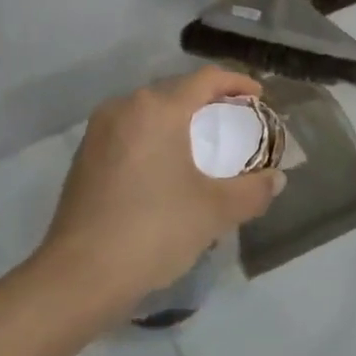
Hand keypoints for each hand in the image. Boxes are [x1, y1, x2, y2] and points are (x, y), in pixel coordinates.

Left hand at [37, 67, 284, 316]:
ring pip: (149, 111)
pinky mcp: (84, 156)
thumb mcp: (214, 212)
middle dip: (208, 101)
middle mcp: (125, 107)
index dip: (237, 82)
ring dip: (178, 120)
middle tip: (234, 122)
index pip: (206, 79)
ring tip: (201, 144)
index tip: (259, 97)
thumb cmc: (154, 231)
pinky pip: (129, 132)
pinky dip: (154, 138)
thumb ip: (253, 191)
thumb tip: (276, 180)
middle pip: (176, 90)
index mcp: (158, 109)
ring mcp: (99, 131)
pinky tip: (165, 167)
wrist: (79, 276)